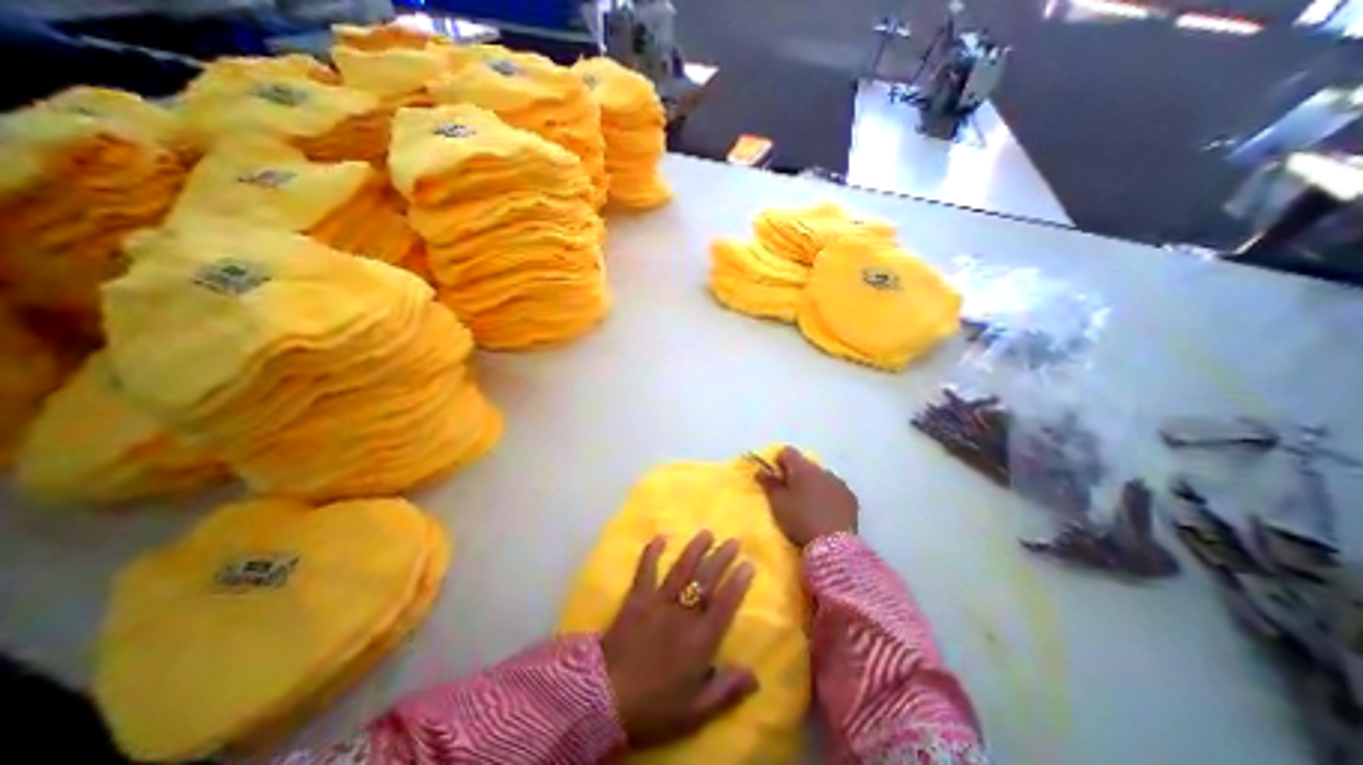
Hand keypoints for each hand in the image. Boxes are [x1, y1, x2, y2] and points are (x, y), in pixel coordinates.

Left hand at [600, 531, 762, 745]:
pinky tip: (660, 537)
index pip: (724, 605)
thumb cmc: (654, 708)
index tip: (748, 564)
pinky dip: (651, 553)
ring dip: (695, 550)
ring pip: (681, 571)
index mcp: (700, 640)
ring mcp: (658, 602)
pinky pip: (645, 571)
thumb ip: (725, 691)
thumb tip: (755, 676)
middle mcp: (682, 614)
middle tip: (733, 541)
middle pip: (706, 581)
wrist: (605, 698)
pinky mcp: (636, 599)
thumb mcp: (694, 712)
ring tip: (707, 533)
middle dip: (721, 559)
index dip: (738, 584)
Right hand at [749, 444, 853, 547]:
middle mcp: (822, 470)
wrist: (834, 546)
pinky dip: (828, 495)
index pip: (787, 452)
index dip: (778, 462)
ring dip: (813, 485)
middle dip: (796, 475)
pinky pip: (835, 490)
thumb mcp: (777, 503)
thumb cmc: (800, 520)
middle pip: (805, 465)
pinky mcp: (851, 498)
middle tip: (789, 494)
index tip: (775, 477)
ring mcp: (839, 483)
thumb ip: (768, 483)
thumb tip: (761, 470)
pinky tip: (825, 512)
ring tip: (808, 505)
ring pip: (821, 477)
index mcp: (802, 468)